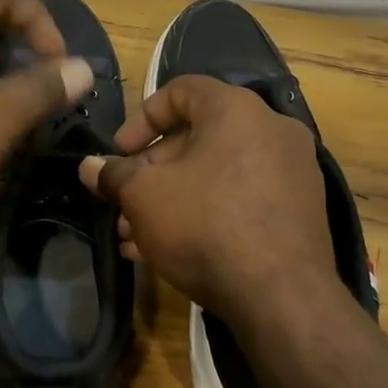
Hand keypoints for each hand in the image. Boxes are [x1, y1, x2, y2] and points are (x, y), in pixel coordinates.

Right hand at [78, 75, 336, 327]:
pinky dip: (204, 214)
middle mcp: (271, 131)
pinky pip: (240, 200)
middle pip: (197, 138)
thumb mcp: (144, 197)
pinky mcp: (298, 212)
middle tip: (124, 203)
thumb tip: (89, 167)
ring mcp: (291, 173)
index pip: (181, 90)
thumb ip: (113, 176)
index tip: (118, 153)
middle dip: (152, 172)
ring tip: (135, 235)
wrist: (281, 296)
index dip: (141, 119)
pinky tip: (166, 250)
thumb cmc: (205, 226)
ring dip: (172, 199)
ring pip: (216, 175)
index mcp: (237, 110)